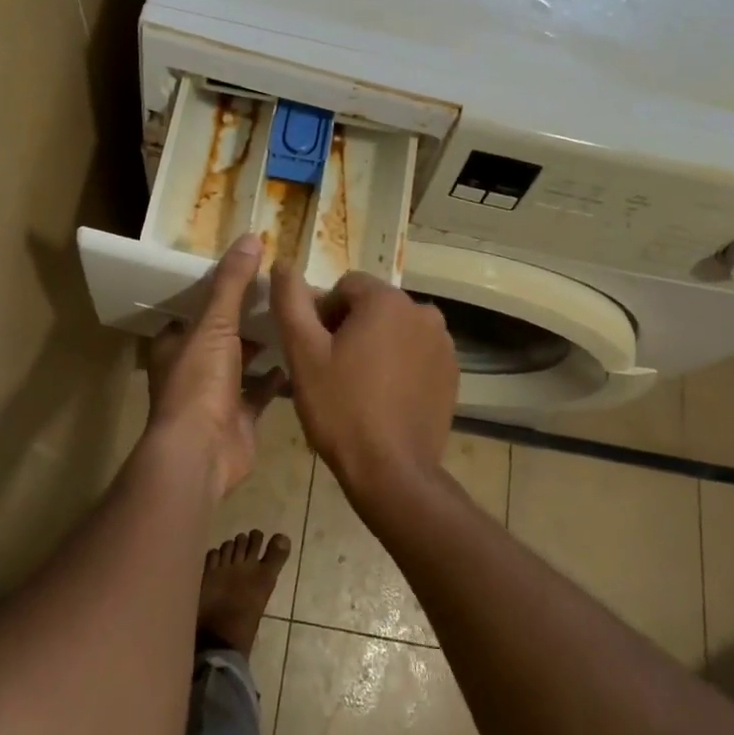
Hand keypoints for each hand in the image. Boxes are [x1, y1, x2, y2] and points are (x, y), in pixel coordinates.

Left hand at [145, 234, 285, 497]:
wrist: (201, 453)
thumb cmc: (199, 382)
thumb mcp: (215, 324)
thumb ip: (232, 283)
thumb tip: (250, 237)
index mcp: (175, 344)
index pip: (194, 309)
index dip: (217, 291)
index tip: (248, 272)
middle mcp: (192, 368)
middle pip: (221, 335)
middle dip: (246, 319)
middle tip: (280, 294)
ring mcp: (215, 396)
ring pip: (241, 364)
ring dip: (263, 347)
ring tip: (295, 320)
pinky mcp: (239, 419)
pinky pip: (261, 392)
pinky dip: (278, 378)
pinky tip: (301, 359)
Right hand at [270, 263, 458, 514]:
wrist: (392, 472)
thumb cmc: (341, 408)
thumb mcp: (303, 353)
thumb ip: (291, 301)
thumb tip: (282, 262)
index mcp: (388, 300)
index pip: (345, 286)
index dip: (324, 314)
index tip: (316, 351)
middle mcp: (423, 311)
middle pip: (373, 306)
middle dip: (350, 328)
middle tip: (333, 370)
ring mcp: (443, 343)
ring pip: (395, 329)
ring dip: (376, 345)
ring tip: (358, 386)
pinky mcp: (451, 373)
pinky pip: (416, 353)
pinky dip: (399, 365)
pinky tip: (384, 398)